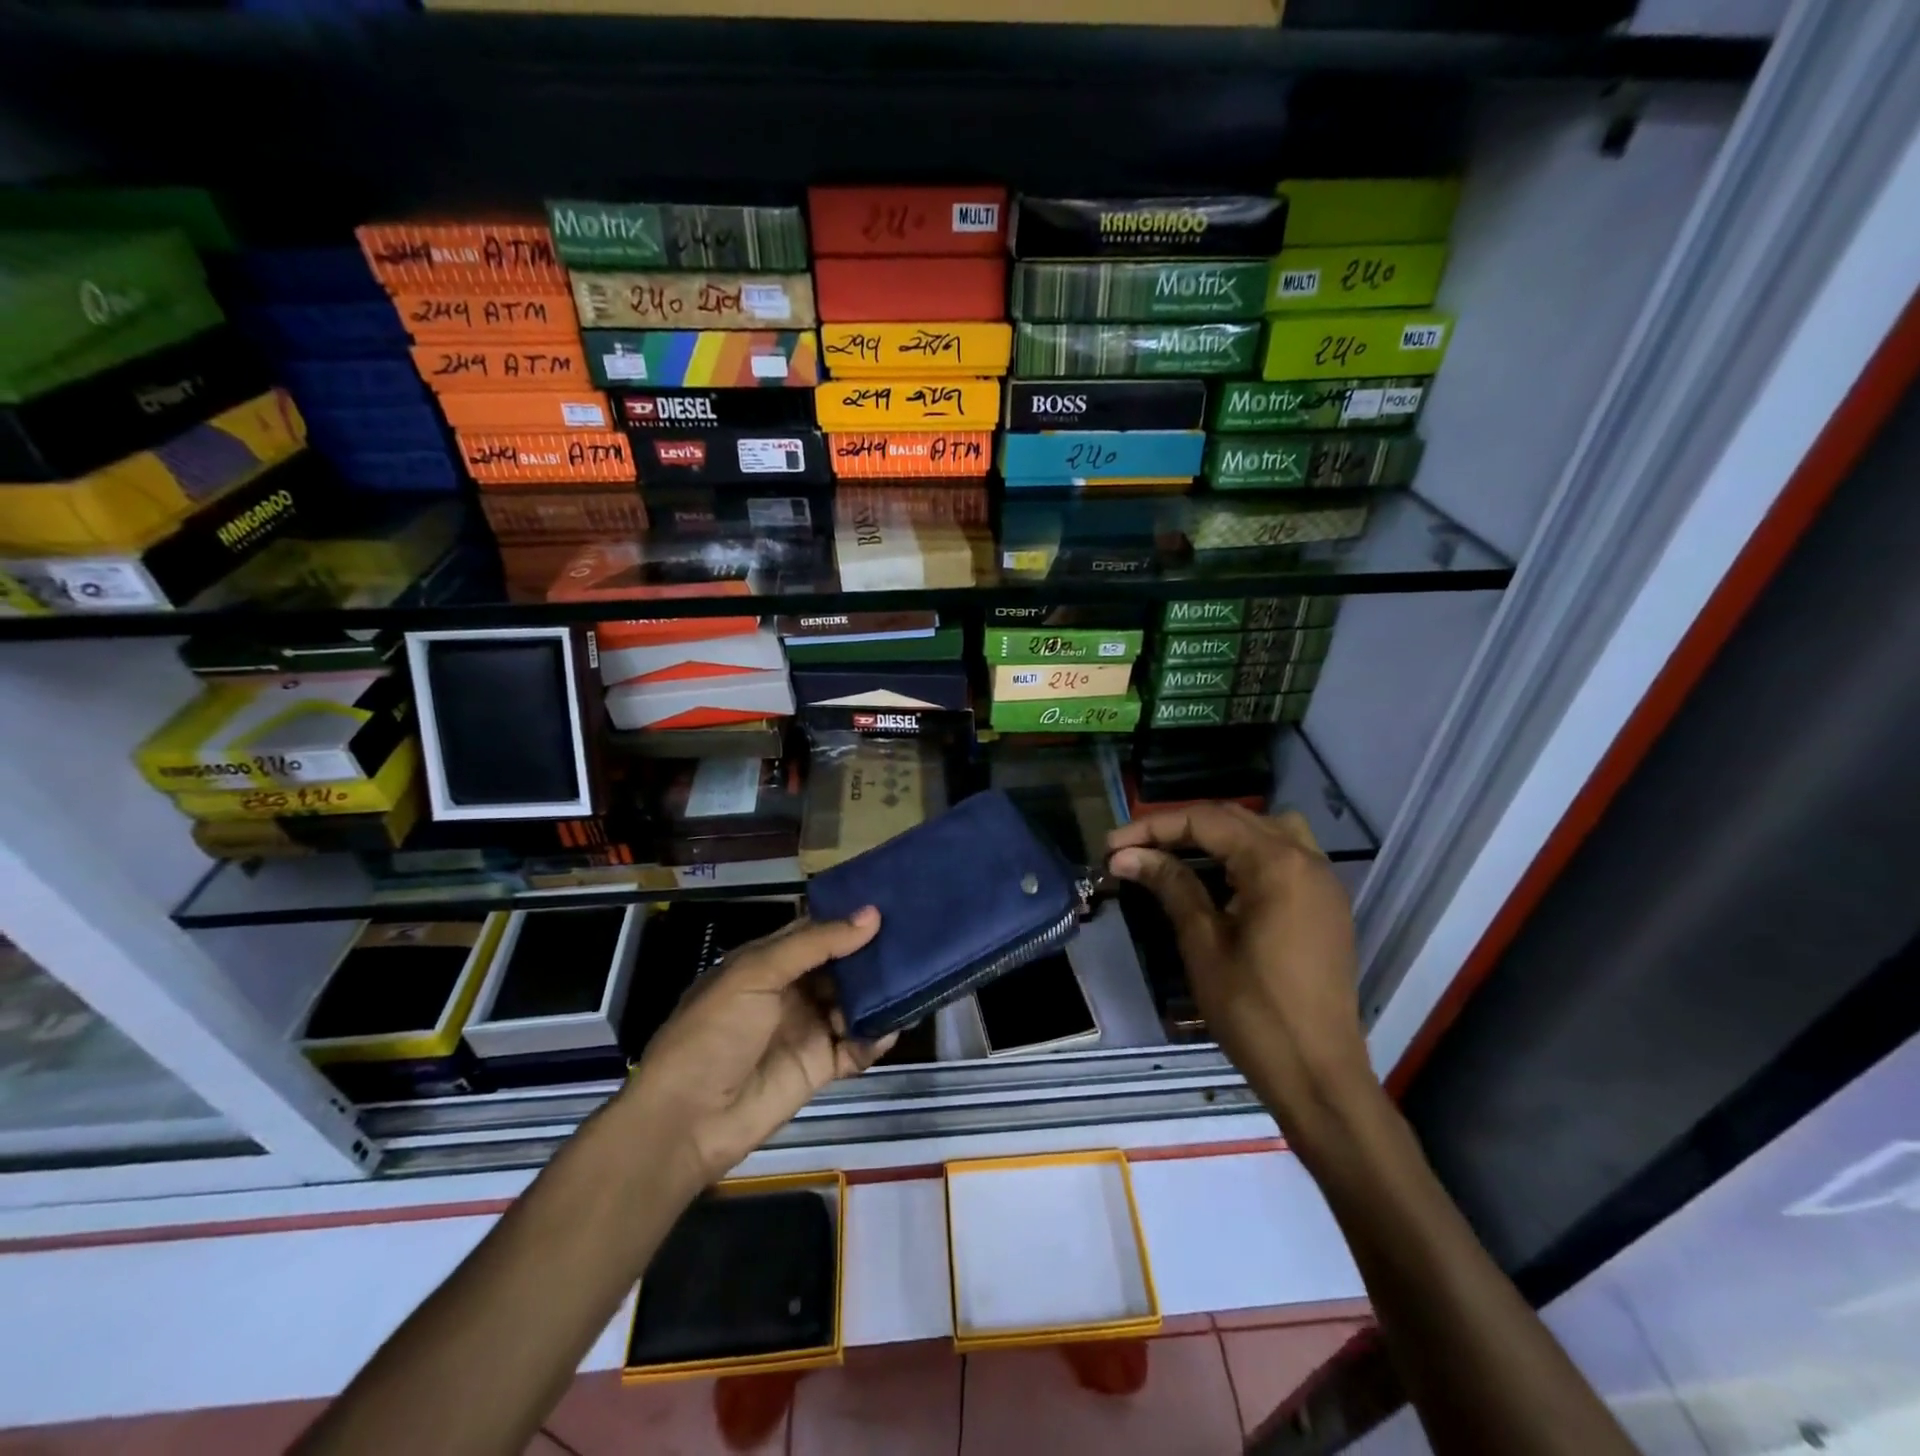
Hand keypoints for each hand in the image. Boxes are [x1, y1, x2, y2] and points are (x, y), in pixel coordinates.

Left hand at [626, 909, 897, 1186]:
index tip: (894, 902)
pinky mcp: (821, 1066)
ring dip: (880, 995)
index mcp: (769, 960)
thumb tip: (873, 915)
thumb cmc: (714, 1032)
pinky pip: (857, 1046)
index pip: (818, 930)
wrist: (687, 1120)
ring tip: (915, 982)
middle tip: (916, 941)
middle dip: (873, 955)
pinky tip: (891, 1029)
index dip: (851, 918)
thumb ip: (816, 944)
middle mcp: (792, 989)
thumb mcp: (756, 973)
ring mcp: (808, 1028)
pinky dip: (876, 1038)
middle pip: (842, 966)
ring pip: (855, 1003)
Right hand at [1106, 805, 1377, 1151]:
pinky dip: (1247, 854)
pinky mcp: (1326, 906)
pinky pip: (1285, 856)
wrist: (1318, 1076)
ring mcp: (1323, 882)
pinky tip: (1219, 879)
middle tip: (1134, 848)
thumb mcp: (1203, 944)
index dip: (1154, 827)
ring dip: (1218, 834)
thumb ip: (1171, 886)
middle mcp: (1307, 860)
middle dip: (1180, 828)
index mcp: (1277, 865)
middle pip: (1235, 818)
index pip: (1207, 821)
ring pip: (1265, 830)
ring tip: (1177, 854)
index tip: (1111, 846)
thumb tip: (1126, 855)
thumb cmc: (1254, 1011)